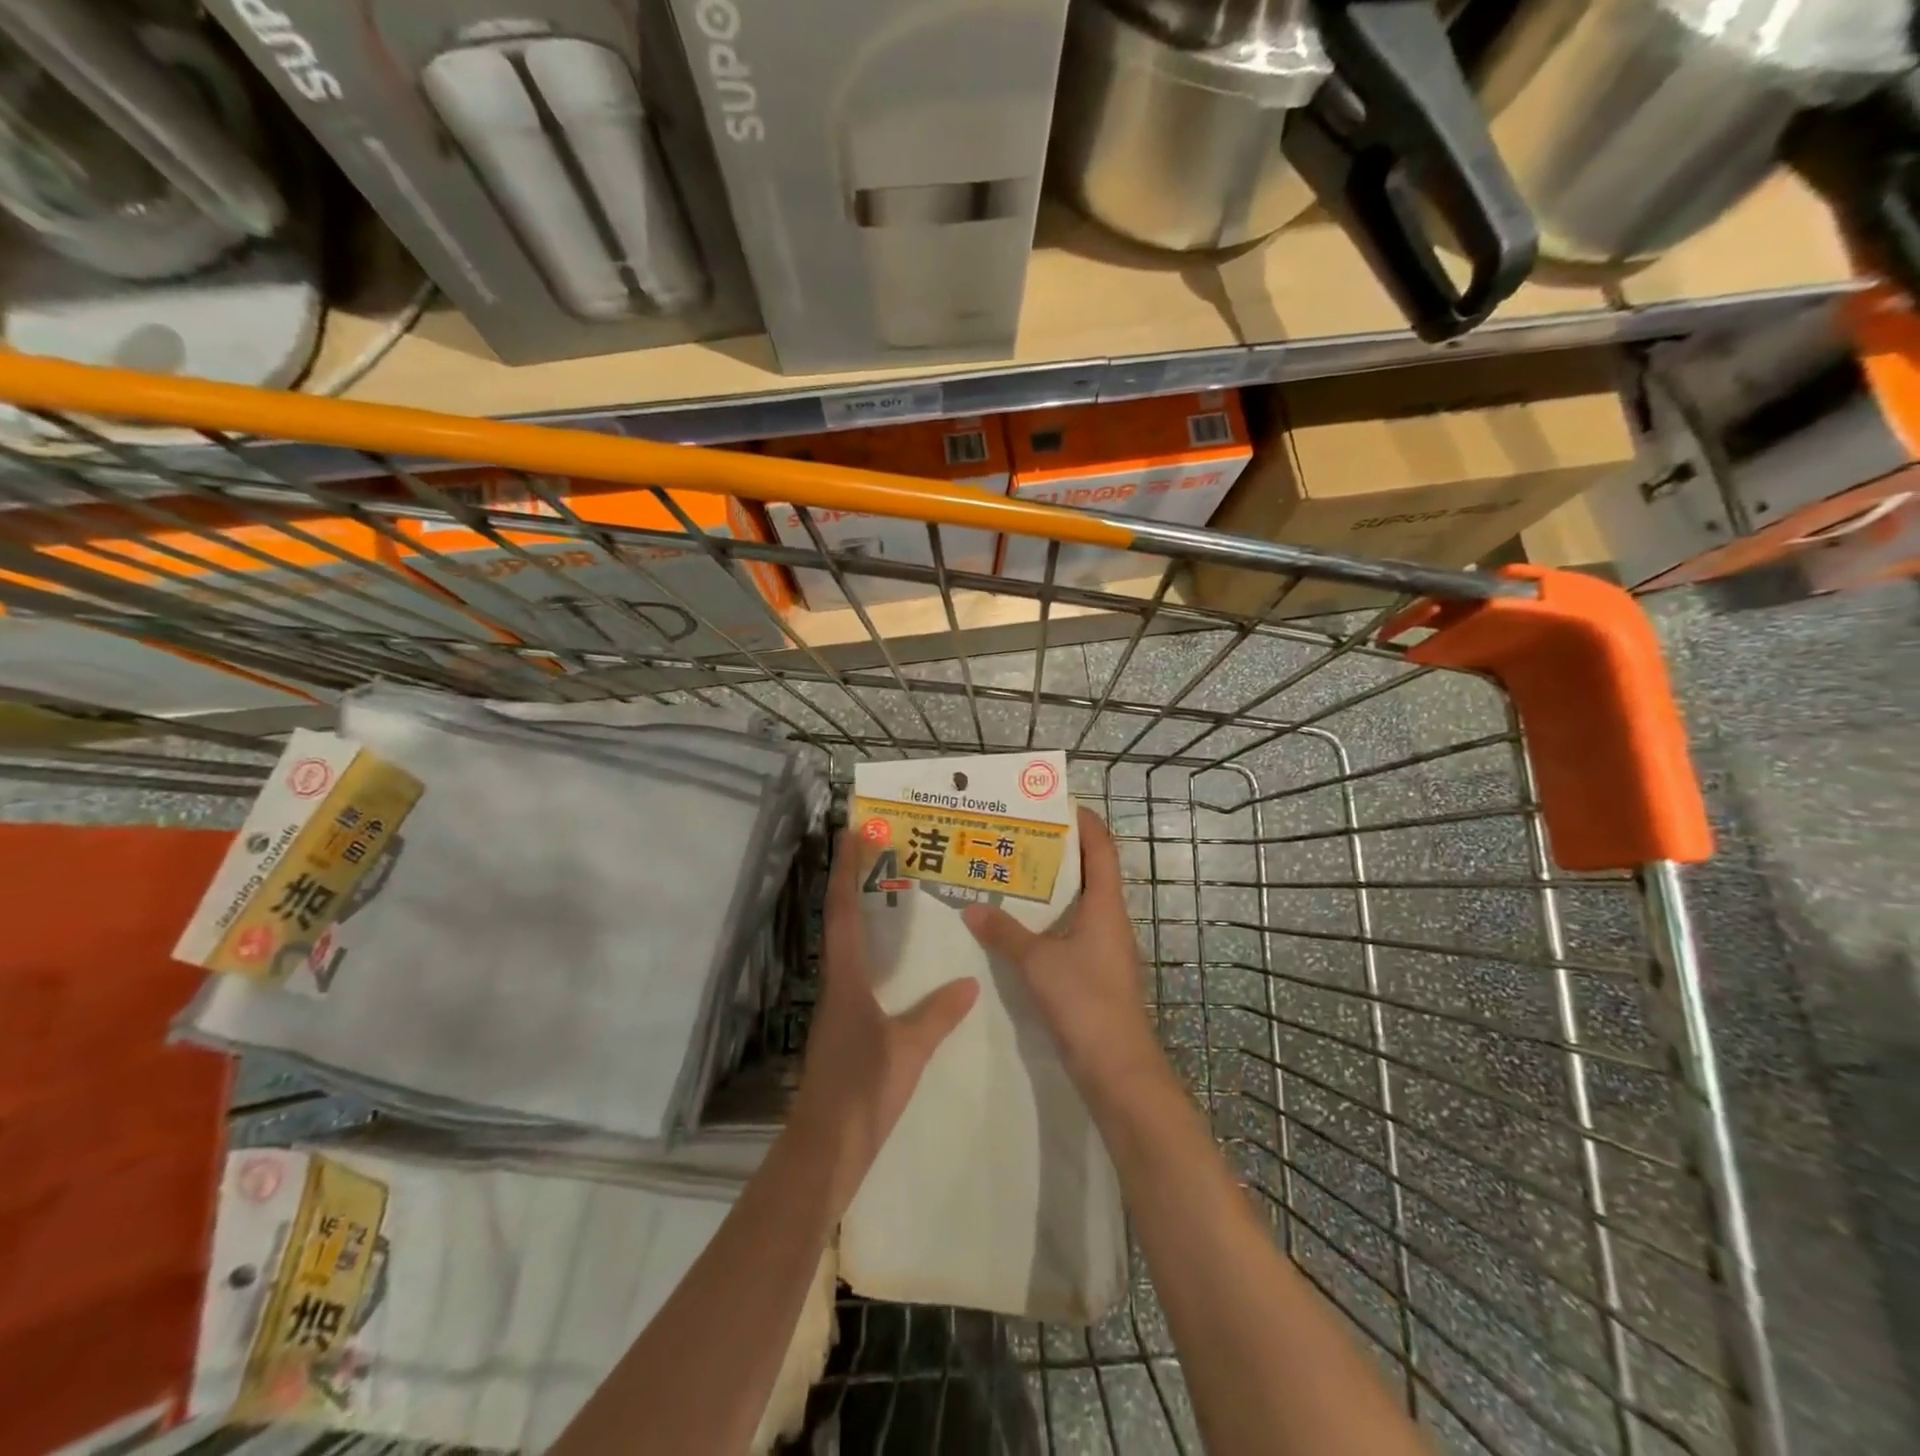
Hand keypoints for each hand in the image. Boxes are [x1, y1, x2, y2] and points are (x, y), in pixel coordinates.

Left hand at [789, 828, 979, 1210]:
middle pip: (840, 919)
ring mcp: (838, 1004)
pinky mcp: (845, 1024)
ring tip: (888, 887)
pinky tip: (895, 956)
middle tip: (875, 847)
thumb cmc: (863, 1091)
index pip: (844, 912)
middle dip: (853, 880)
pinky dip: (871, 946)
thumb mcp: (908, 1050)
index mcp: (845, 979)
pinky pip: (857, 969)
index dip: (846, 871)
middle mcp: (836, 983)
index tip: (851, 832)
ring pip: (846, 943)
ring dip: (861, 910)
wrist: (827, 1147)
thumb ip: (938, 1015)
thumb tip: (969, 983)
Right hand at [962, 806, 1164, 1100]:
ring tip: (1011, 872)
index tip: (1054, 804)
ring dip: (1050, 886)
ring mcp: (1104, 946)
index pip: (1101, 847)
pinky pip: (1070, 930)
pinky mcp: (1094, 970)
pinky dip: (1047, 919)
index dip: (1083, 821)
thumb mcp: (1037, 962)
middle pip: (1088, 871)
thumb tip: (972, 907)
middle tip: (1016, 836)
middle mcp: (1109, 918)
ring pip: (1077, 902)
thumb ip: (1004, 932)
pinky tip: (1016, 924)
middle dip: (1056, 851)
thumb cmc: (1084, 1000)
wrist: (1116, 1066)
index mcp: (1105, 905)